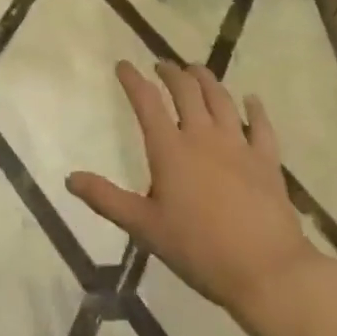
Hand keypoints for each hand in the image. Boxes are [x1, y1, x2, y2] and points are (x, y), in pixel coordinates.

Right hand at [67, 61, 336, 335]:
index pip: (147, 101)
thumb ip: (106, 199)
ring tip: (197, 70)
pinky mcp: (266, 159)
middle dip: (171, 73)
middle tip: (161, 65)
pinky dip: (256, 109)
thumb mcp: (145, 227)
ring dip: (206, 80)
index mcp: (170, 149)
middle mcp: (203, 135)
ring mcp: (238, 144)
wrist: (265, 270)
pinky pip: (261, 125)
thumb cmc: (198, 249)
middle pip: (186, 91)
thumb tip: (70, 178)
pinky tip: (252, 99)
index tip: (123, 64)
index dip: (132, 79)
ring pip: (221, 99)